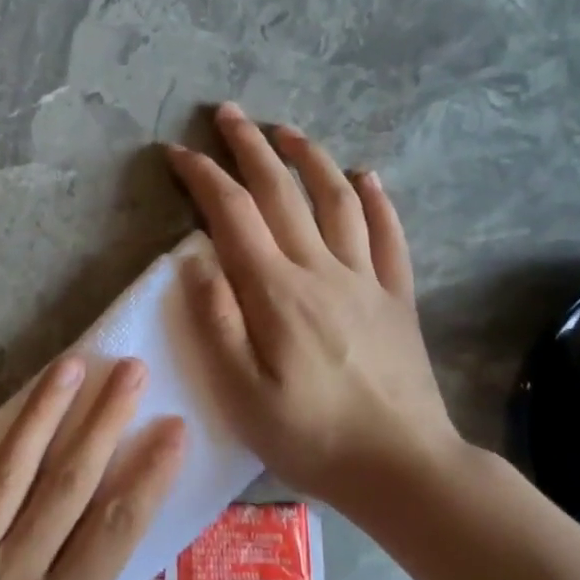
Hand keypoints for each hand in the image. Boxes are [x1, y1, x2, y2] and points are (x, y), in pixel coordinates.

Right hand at [166, 103, 462, 512]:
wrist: (402, 466)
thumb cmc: (311, 436)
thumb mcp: (242, 393)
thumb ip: (217, 322)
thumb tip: (194, 259)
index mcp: (277, 292)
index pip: (233, 215)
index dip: (203, 177)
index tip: (177, 153)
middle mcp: (322, 270)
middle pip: (282, 192)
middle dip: (250, 147)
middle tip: (227, 113)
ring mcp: (366, 280)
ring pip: (337, 200)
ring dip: (309, 158)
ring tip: (287, 131)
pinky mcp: (397, 298)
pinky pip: (388, 235)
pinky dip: (376, 200)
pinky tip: (367, 177)